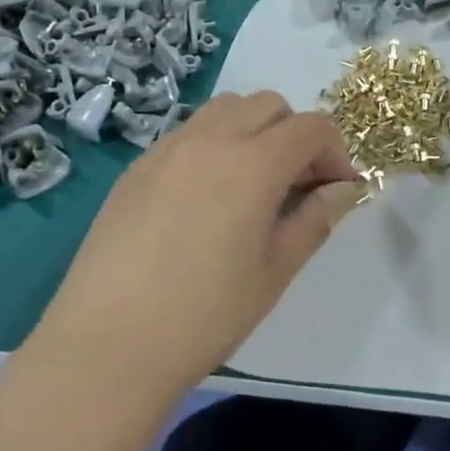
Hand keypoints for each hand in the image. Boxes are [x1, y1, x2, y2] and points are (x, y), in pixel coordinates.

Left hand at [31, 92, 365, 404]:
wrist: (107, 345)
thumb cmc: (206, 314)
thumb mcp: (275, 271)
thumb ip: (314, 220)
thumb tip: (342, 190)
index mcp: (253, 164)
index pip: (311, 128)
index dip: (335, 153)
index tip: (336, 191)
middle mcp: (210, 140)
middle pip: (268, 105)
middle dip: (295, 135)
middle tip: (297, 186)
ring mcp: (166, 150)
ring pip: (224, 111)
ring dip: (253, 132)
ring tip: (252, 187)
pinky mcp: (136, 169)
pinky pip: (187, 135)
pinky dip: (214, 147)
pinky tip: (206, 200)